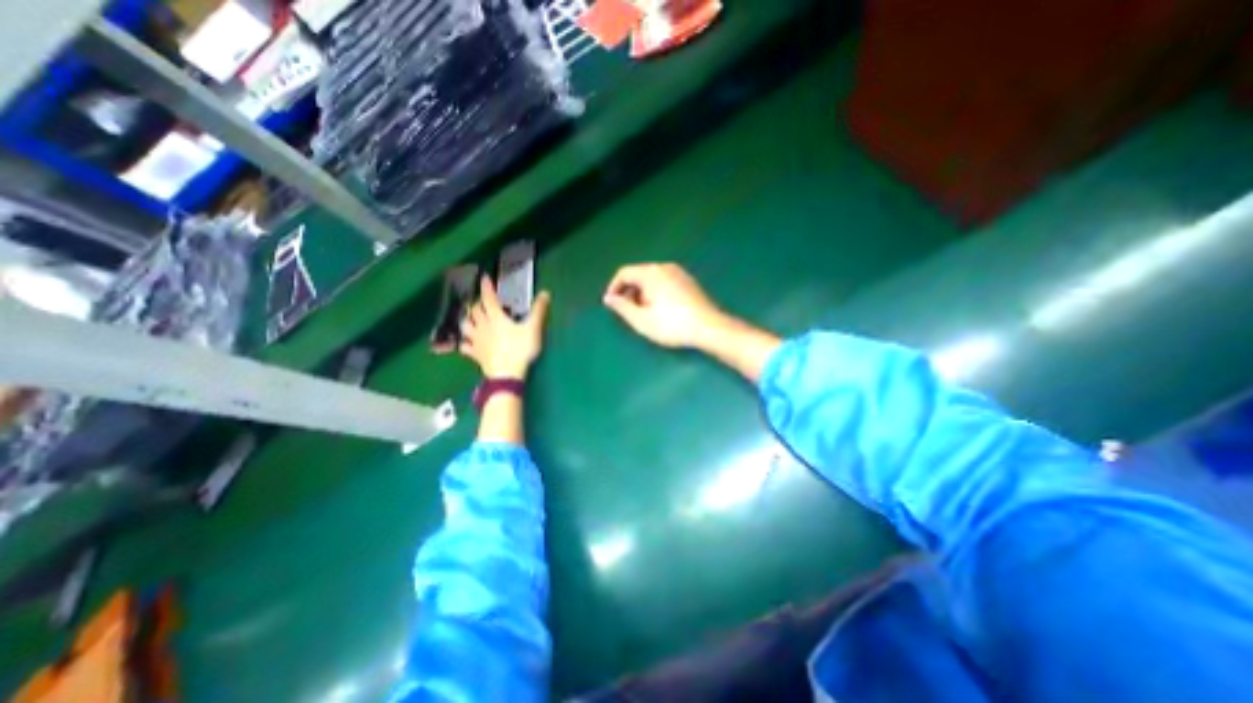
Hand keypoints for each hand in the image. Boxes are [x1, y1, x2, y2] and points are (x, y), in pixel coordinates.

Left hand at [458, 279, 548, 380]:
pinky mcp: (475, 355)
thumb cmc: (520, 350)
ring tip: (472, 319)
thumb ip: (539, 311)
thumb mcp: (533, 329)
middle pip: (474, 311)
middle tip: (483, 302)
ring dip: (468, 320)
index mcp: (496, 318)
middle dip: (477, 304)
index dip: (486, 288)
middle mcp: (483, 327)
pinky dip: (465, 343)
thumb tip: (545, 293)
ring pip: (466, 326)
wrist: (506, 374)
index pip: (488, 299)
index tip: (484, 278)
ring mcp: (477, 341)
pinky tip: (468, 343)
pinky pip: (465, 347)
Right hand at [604, 261, 729, 348]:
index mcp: (651, 273)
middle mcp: (664, 267)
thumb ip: (622, 307)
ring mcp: (679, 273)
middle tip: (627, 311)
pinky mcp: (689, 281)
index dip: (613, 287)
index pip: (624, 273)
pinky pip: (665, 282)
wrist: (709, 328)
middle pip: (639, 274)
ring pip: (652, 278)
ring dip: (642, 293)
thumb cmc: (671, 325)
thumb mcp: (641, 320)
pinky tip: (661, 310)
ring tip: (644, 313)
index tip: (611, 304)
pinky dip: (656, 292)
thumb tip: (609, 298)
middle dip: (629, 291)